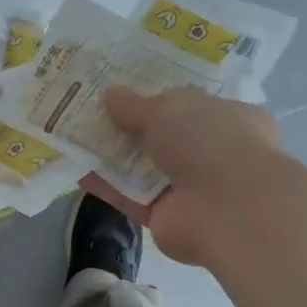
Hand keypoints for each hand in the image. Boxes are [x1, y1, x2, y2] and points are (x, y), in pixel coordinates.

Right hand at [81, 86, 283, 265]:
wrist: (226, 208)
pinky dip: (107, 186)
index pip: (193, 104)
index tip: (126, 89)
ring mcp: (190, 188)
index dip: (159, 96)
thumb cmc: (209, 141)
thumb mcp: (167, 109)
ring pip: (145, 168)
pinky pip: (131, 197)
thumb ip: (135, 105)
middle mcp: (213, 152)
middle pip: (165, 137)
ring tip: (77, 137)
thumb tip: (110, 94)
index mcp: (229, 118)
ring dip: (114, 156)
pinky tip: (78, 171)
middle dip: (132, 126)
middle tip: (93, 111)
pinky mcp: (167, 217)